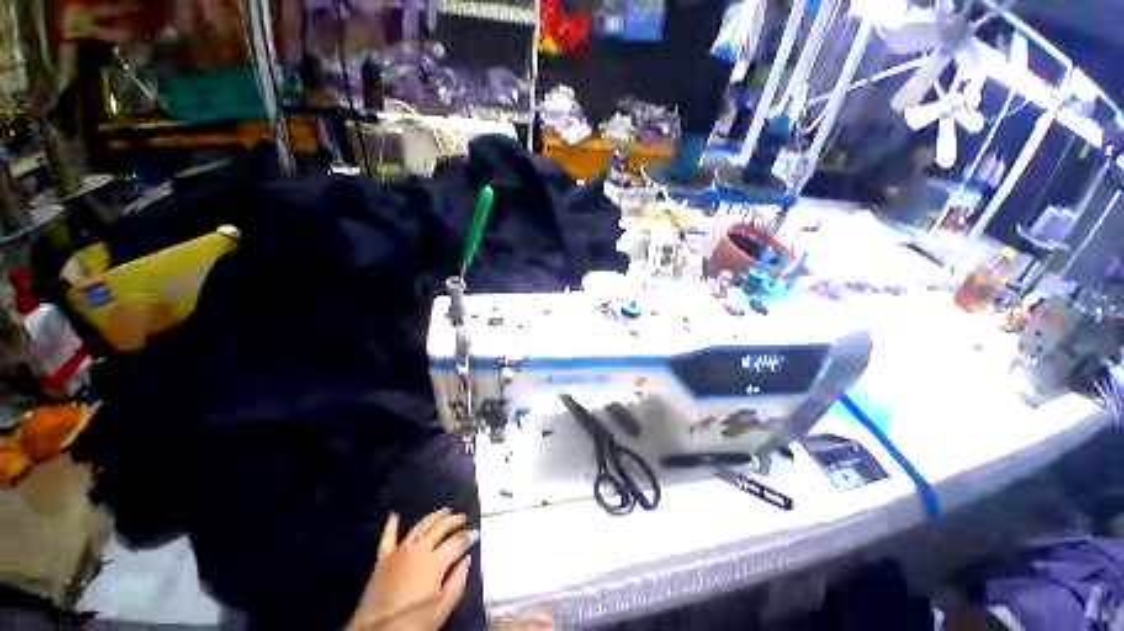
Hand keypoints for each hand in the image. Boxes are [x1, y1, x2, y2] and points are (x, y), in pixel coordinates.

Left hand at [347, 508, 476, 630]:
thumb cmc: (414, 623)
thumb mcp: (442, 609)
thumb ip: (458, 581)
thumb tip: (467, 559)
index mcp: (436, 561)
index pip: (457, 542)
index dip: (468, 536)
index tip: (476, 533)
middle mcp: (419, 550)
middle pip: (440, 527)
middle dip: (454, 520)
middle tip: (462, 517)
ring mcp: (400, 552)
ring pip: (420, 527)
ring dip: (433, 517)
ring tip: (444, 511)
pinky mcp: (383, 559)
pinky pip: (387, 538)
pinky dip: (391, 526)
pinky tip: (394, 515)